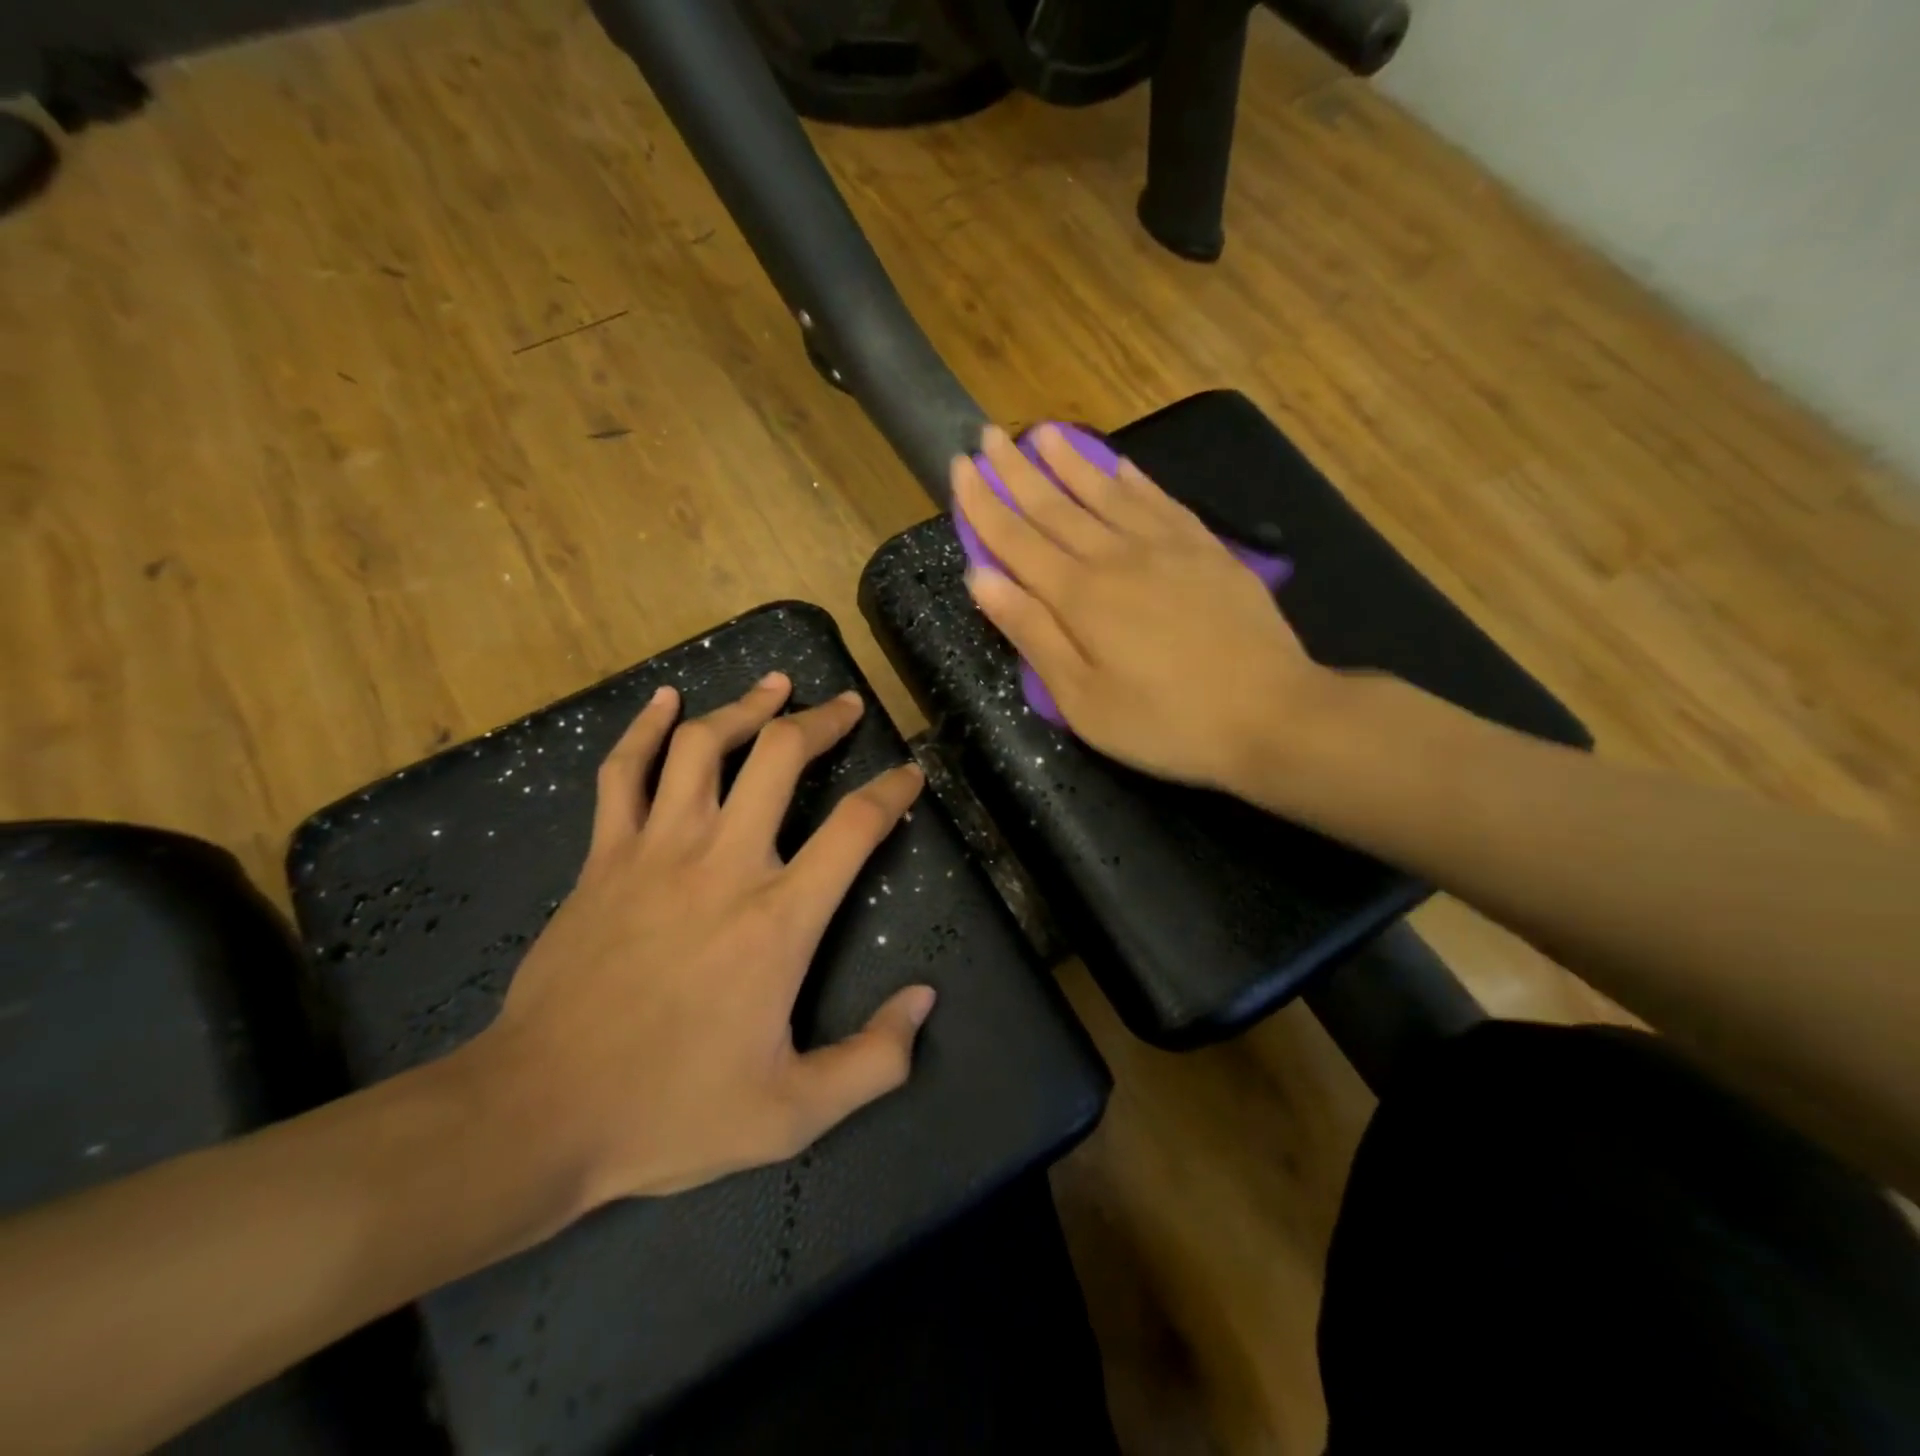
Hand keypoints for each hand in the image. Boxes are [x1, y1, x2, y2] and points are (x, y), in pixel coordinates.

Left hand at [475, 674, 933, 1209]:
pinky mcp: (604, 857)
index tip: (910, 773)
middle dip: (822, 721)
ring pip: (704, 746)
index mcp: (778, 919)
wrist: (538, 1113)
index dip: (892, 791)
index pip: (855, 828)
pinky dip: (646, 727)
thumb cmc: (670, 1111)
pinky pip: (624, 772)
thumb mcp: (792, 1114)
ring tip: (777, 684)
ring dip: (747, 706)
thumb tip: (924, 1001)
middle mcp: (724, 864)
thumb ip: (873, 1061)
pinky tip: (667, 698)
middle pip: (781, 757)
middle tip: (846, 706)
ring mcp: (656, 851)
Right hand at [953, 424, 1329, 793]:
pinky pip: (1159, 500)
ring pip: (1105, 492)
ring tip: (1042, 432)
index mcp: (1078, 596)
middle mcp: (1115, 556)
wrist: (1271, 713)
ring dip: (1069, 461)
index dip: (982, 503)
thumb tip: (979, 577)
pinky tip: (1118, 465)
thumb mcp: (1082, 699)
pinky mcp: (1206, 550)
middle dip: (1016, 471)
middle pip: (1054, 505)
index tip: (959, 466)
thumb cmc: (1165, 721)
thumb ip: (1032, 633)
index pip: (1015, 538)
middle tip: (988, 435)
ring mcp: (1166, 547)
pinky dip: (1132, 479)